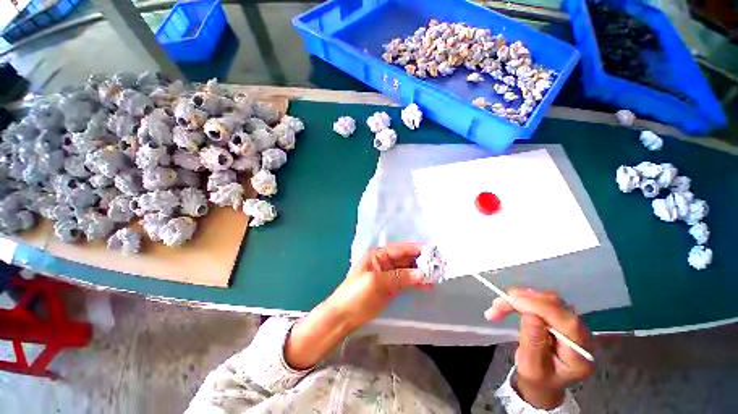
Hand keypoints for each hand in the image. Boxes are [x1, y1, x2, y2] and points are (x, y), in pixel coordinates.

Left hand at [285, 243, 429, 369]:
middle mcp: (384, 262)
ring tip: (437, 275)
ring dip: (420, 272)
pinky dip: (416, 282)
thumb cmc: (356, 295)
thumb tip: (423, 274)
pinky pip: (406, 281)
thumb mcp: (377, 282)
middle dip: (421, 261)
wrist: (343, 317)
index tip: (434, 251)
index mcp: (378, 255)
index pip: (401, 249)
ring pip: (407, 270)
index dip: (417, 249)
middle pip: (405, 259)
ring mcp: (387, 275)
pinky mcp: (390, 287)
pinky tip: (427, 285)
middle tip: (440, 264)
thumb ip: (400, 277)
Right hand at [484, 289, 593, 409]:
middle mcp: (581, 335)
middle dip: (524, 300)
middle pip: (556, 306)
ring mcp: (572, 324)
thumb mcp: (531, 368)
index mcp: (580, 354)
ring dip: (520, 298)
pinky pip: (542, 300)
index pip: (565, 322)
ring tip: (499, 305)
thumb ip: (533, 343)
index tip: (512, 300)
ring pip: (546, 299)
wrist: (543, 383)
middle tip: (497, 304)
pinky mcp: (560, 317)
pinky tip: (510, 303)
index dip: (539, 306)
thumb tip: (530, 315)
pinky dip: (523, 299)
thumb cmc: (537, 379)